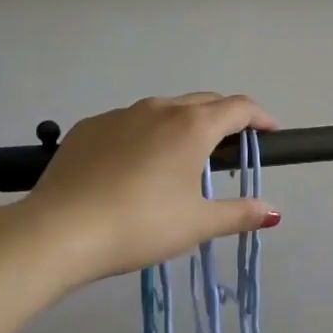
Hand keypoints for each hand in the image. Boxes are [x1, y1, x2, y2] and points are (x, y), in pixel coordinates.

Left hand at [24, 92, 280, 283]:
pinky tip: (135, 167)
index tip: (270, 133)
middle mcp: (159, 108)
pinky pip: (129, 123)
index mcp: (192, 126)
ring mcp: (120, 114)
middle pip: (203, 102)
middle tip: (231, 150)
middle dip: (224, 119)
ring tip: (182, 159)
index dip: (260, 118)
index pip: (239, 107)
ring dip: (183, 125)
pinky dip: (145, 136)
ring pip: (164, 110)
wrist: (59, 231)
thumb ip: (239, 214)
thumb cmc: (141, 225)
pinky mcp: (88, 127)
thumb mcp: (198, 224)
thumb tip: (273, 212)